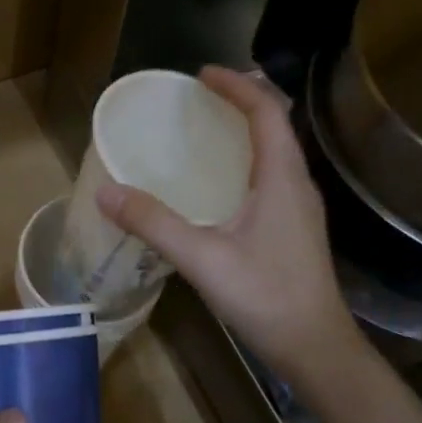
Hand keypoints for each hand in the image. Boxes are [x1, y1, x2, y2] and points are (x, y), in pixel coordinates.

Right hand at [97, 66, 362, 384]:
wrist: (315, 349)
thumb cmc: (266, 297)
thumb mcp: (202, 258)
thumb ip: (154, 223)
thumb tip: (106, 191)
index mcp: (282, 178)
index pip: (267, 111)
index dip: (237, 86)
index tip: (202, 74)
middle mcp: (297, 184)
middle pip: (275, 124)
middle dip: (240, 101)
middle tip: (200, 97)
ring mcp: (299, 208)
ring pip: (275, 151)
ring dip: (245, 130)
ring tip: (206, 129)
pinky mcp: (294, 228)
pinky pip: (270, 175)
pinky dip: (245, 160)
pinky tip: (218, 183)